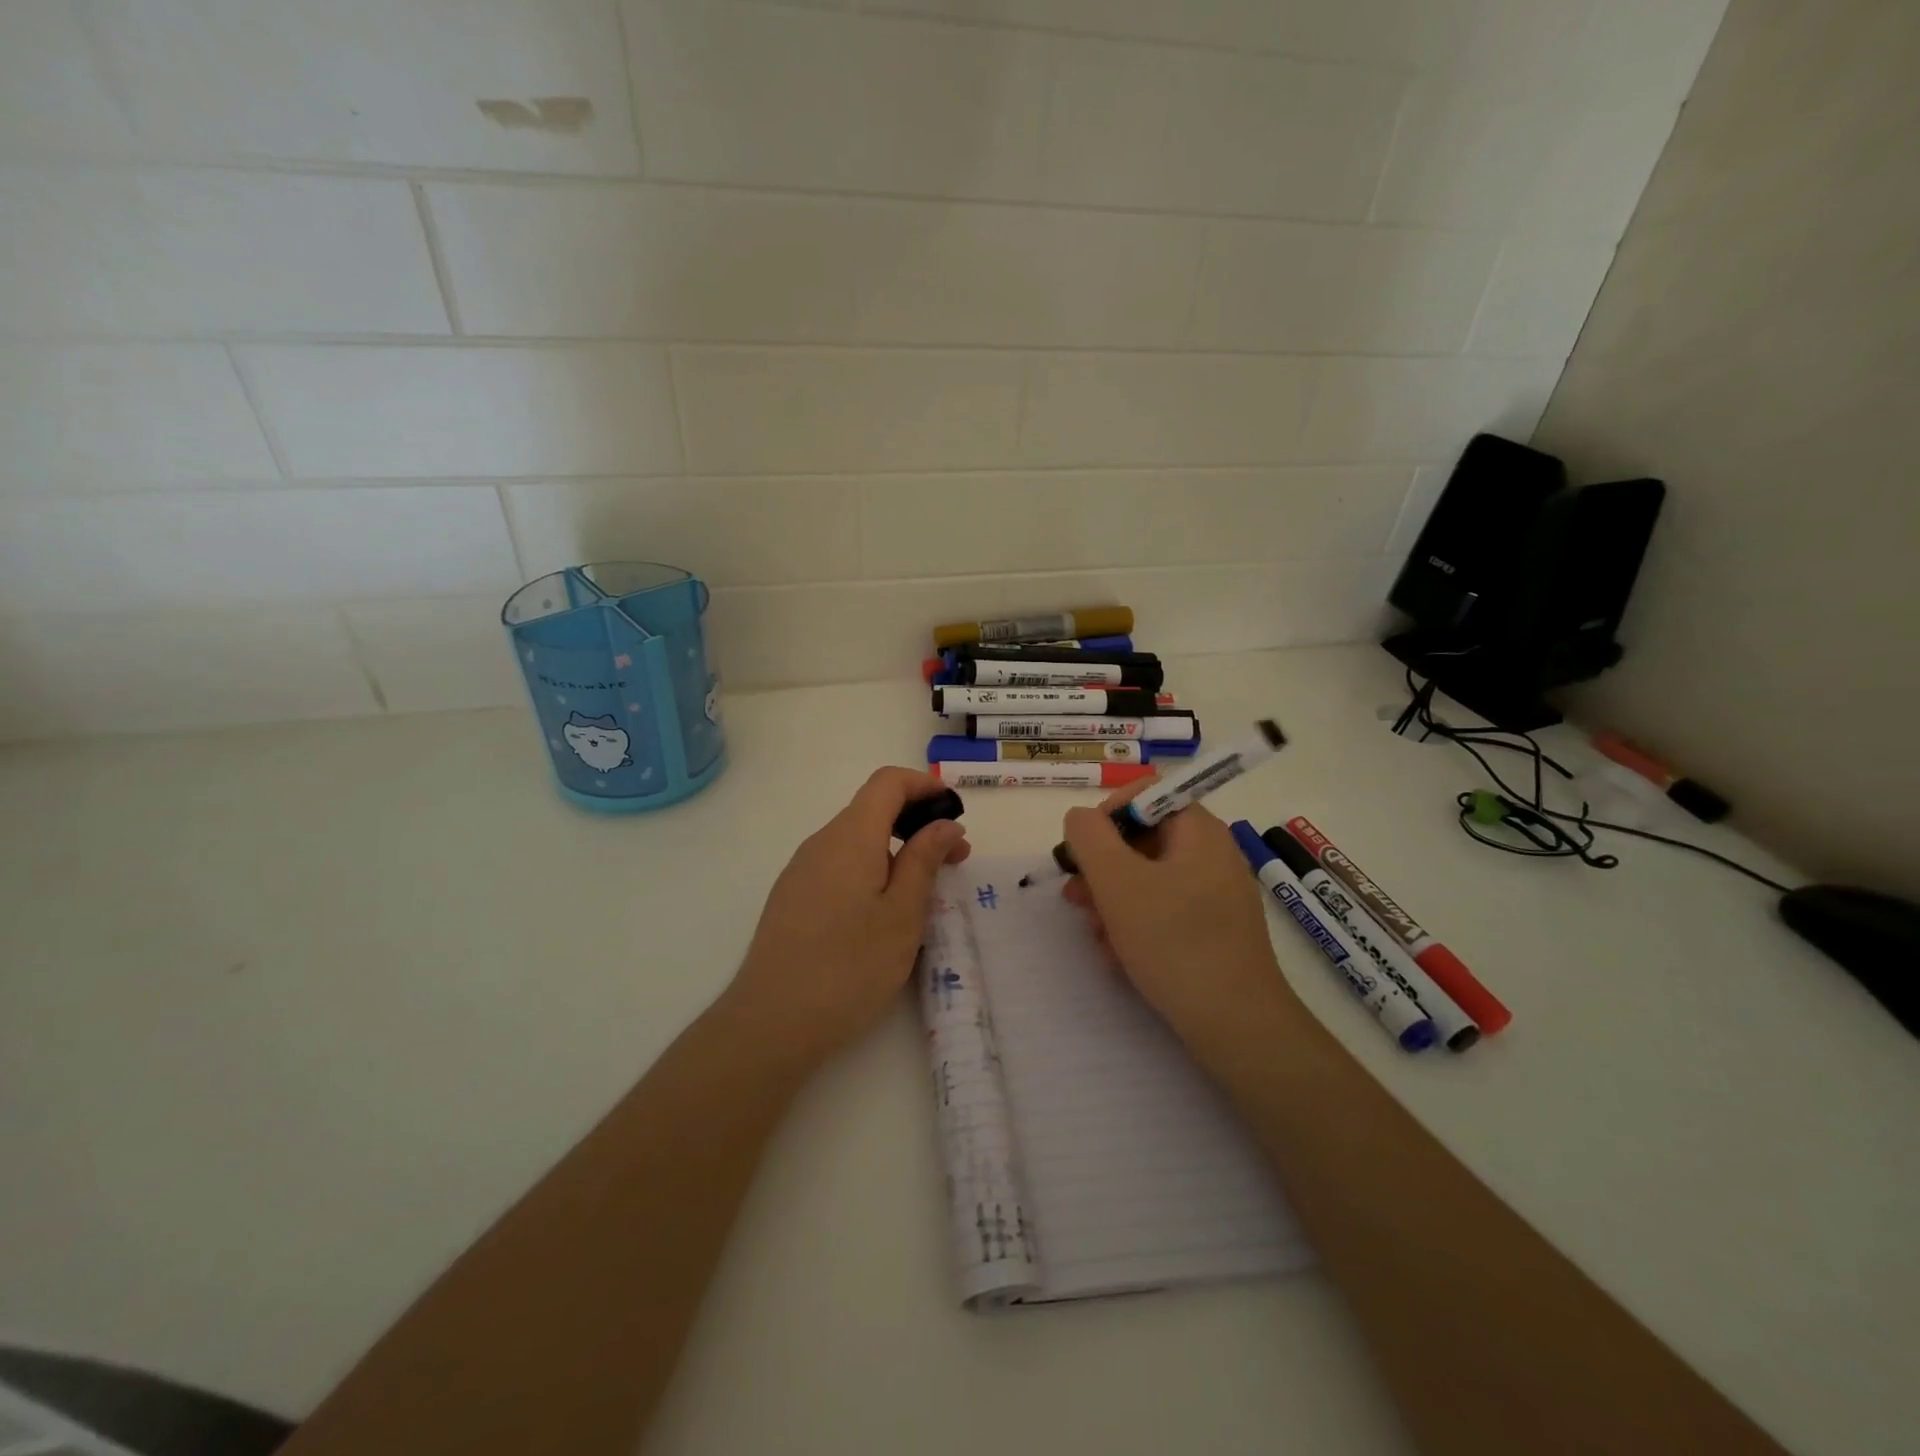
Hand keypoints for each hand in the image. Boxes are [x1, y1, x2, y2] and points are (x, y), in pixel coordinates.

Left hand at [725, 768, 970, 1065]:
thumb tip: (945, 824)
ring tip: (924, 891)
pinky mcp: (792, 897)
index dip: (924, 785)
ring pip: (856, 840)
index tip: (955, 810)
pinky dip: (871, 869)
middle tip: (954, 859)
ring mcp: (801, 870)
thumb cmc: (849, 967)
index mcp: (850, 836)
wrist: (771, 1022)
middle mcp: (821, 842)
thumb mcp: (903, 914)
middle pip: (872, 809)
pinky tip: (883, 911)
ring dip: (896, 850)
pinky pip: (839, 865)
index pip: (888, 782)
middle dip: (917, 823)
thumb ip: (925, 860)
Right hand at [1061, 785, 1293, 1033]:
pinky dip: (1136, 925)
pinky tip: (1118, 957)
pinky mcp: (1213, 930)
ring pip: (1148, 879)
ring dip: (1112, 900)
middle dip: (1102, 867)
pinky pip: (1164, 911)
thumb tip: (1081, 818)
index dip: (1108, 813)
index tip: (1083, 850)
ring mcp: (1215, 895)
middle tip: (1075, 896)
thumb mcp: (1117, 881)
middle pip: (1143, 839)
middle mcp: (1212, 854)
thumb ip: (1089, 837)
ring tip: (1095, 934)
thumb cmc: (1173, 941)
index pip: (1147, 793)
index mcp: (1199, 831)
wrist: (1235, 1024)